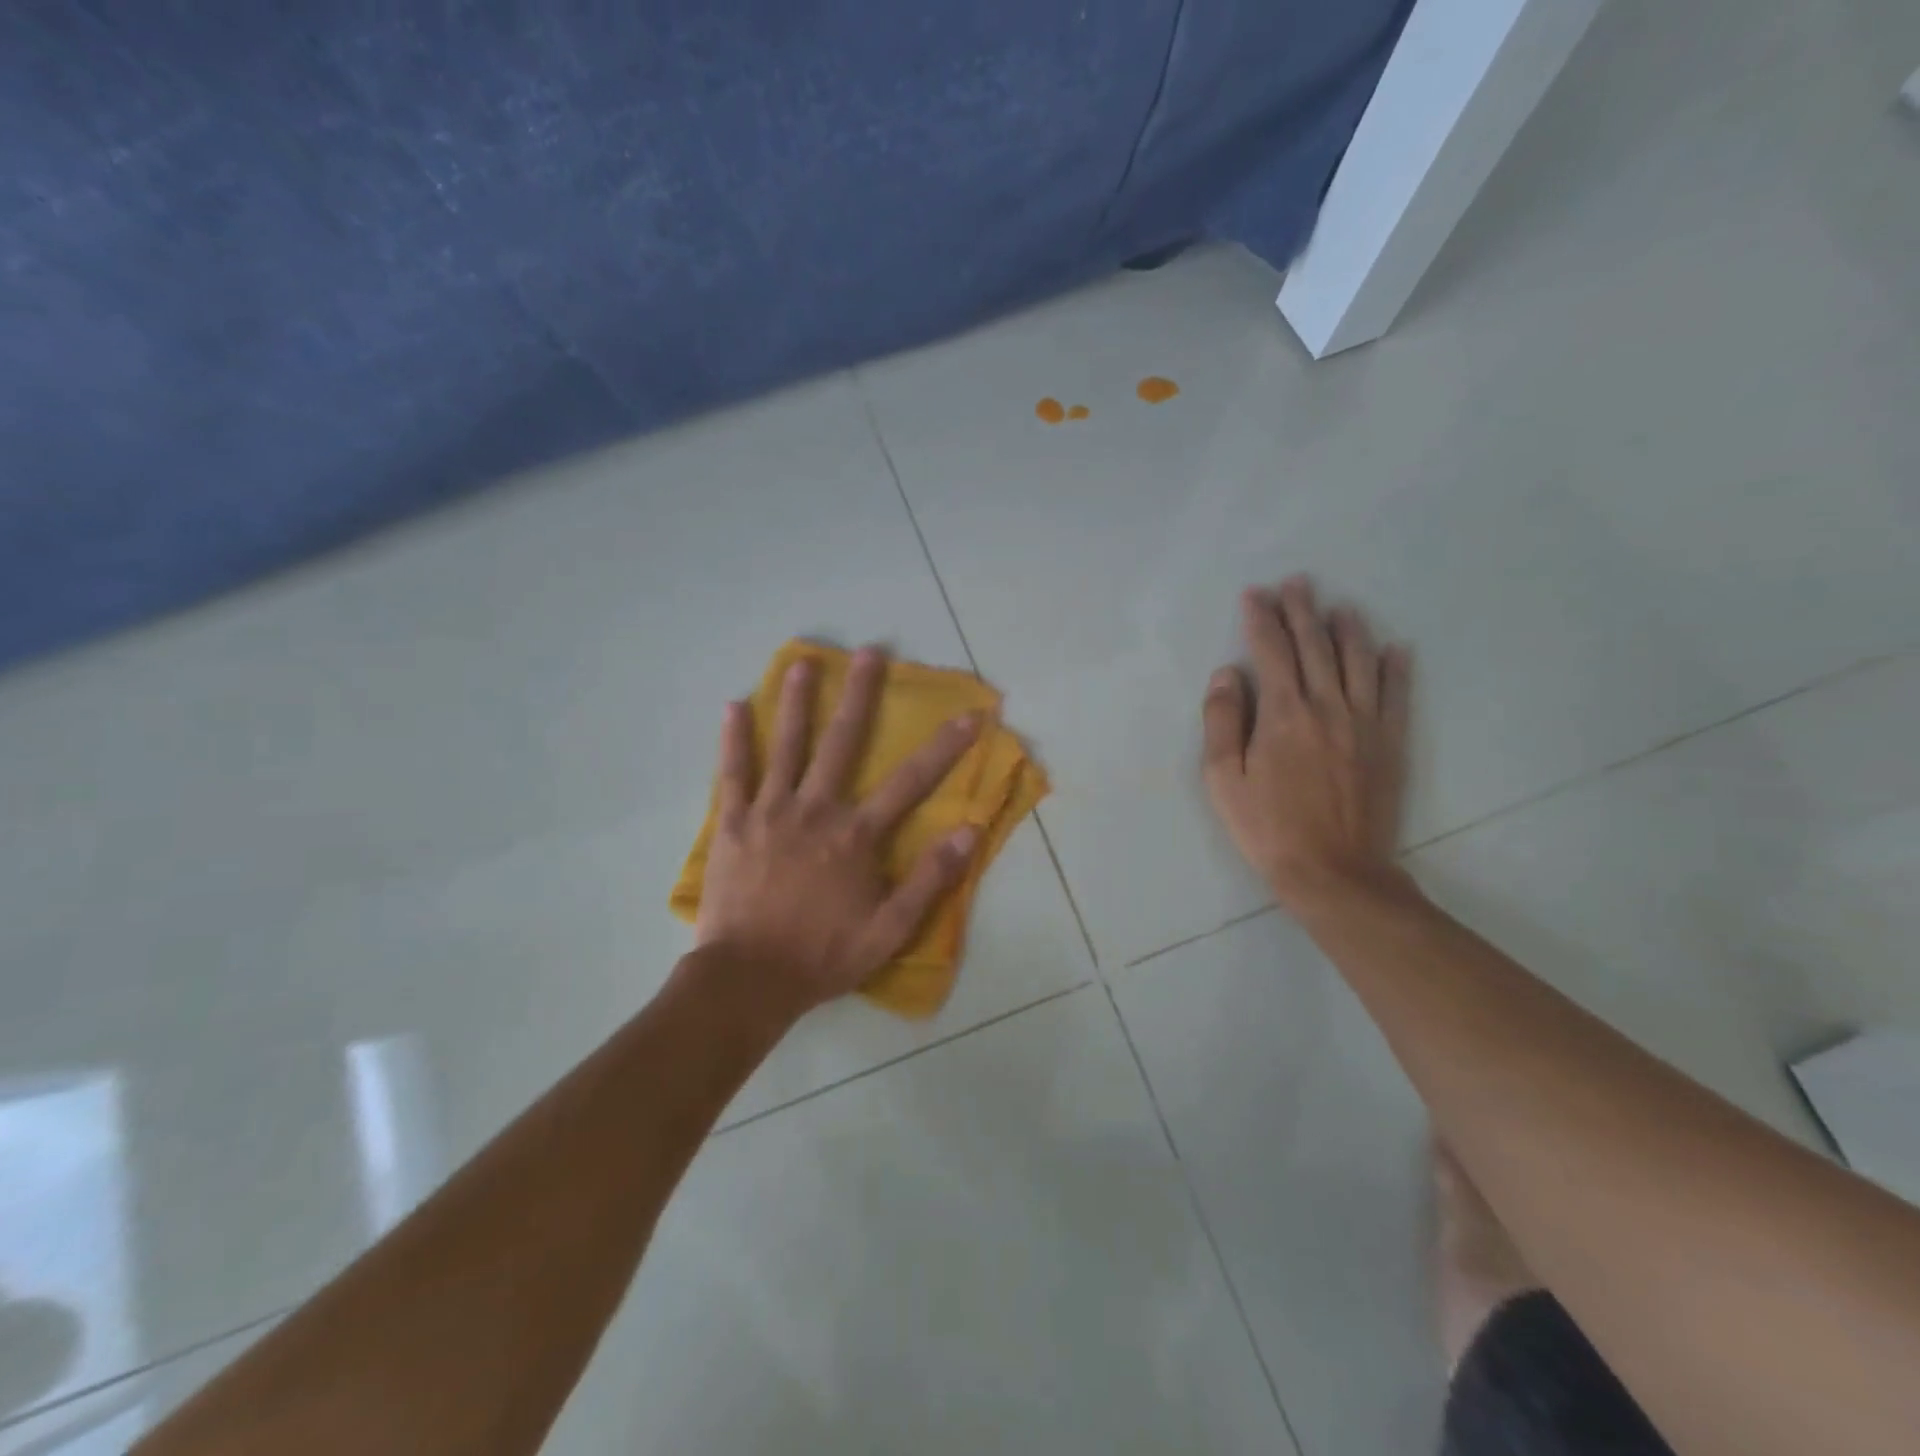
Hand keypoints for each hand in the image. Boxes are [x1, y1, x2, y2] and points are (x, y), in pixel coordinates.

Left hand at [695, 647, 980, 1016]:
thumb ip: (930, 879)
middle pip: (842, 742)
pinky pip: (734, 773)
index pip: (911, 782)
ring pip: (787, 746)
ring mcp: (771, 812)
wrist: (748, 979)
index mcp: (856, 835)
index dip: (945, 747)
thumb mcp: (890, 929)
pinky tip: (734, 706)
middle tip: (869, 651)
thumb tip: (969, 830)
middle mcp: (816, 810)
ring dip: (797, 701)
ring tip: (803, 662)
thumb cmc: (823, 955)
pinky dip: (734, 739)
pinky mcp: (734, 824)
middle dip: (860, 695)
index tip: (971, 715)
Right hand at [1202, 577, 1412, 914]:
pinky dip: (1396, 668)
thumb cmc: (1267, 826)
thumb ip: (1222, 721)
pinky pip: (1396, 695)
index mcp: (1282, 713)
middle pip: (1315, 646)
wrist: (1333, 871)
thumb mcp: (1222, 779)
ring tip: (1339, 607)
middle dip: (1302, 611)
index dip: (1261, 619)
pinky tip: (1395, 648)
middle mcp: (1327, 706)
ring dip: (1348, 629)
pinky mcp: (1390, 743)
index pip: (1270, 651)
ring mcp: (1365, 723)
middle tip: (1297, 583)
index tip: (1255, 595)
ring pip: (1359, 661)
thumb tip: (1227, 674)